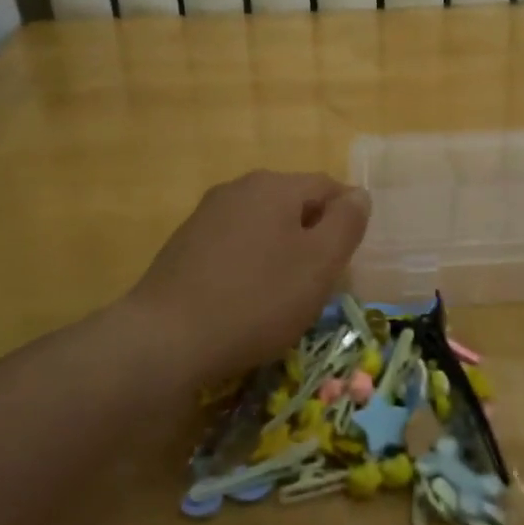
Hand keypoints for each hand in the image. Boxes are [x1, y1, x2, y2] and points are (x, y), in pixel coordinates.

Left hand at [124, 171, 370, 385]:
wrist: (165, 339)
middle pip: (294, 204)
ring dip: (281, 252)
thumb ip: (347, 223)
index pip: (328, 187)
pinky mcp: (184, 245)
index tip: (349, 260)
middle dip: (313, 237)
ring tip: (283, 296)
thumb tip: (358, 195)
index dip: (347, 219)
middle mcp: (238, 188)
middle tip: (320, 282)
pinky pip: (234, 246)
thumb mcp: (320, 263)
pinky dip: (250, 265)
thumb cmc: (257, 298)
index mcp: (274, 185)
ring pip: (263, 226)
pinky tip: (245, 300)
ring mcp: (206, 215)